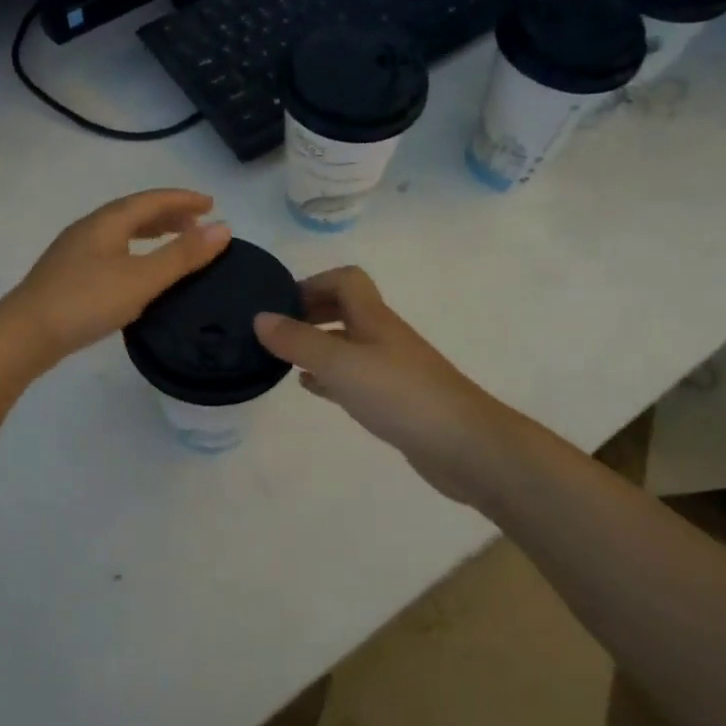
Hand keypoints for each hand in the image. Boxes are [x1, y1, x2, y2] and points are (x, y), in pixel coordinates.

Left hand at [1, 189, 231, 367]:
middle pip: (135, 212)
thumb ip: (183, 255)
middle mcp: (89, 229)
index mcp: (107, 222)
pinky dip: (135, 251)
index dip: (183, 199)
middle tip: (197, 224)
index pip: (152, 200)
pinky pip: (111, 250)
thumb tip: (223, 228)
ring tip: (173, 243)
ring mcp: (74, 252)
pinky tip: (137, 272)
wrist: (23, 335)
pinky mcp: (67, 275)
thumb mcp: (142, 279)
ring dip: (151, 232)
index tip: (212, 204)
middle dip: (169, 214)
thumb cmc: (86, 302)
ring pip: (121, 232)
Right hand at [253, 267, 508, 502]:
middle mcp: (383, 337)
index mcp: (373, 318)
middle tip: (276, 331)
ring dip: (318, 344)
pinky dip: (329, 376)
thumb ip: (299, 341)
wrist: (465, 446)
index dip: (313, 282)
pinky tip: (311, 387)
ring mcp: (391, 369)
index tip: (280, 303)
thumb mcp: (341, 364)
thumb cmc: (401, 395)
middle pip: (346, 309)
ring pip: (348, 344)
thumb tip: (260, 317)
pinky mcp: (395, 400)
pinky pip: (354, 377)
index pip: (346, 280)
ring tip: (284, 358)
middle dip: (311, 312)